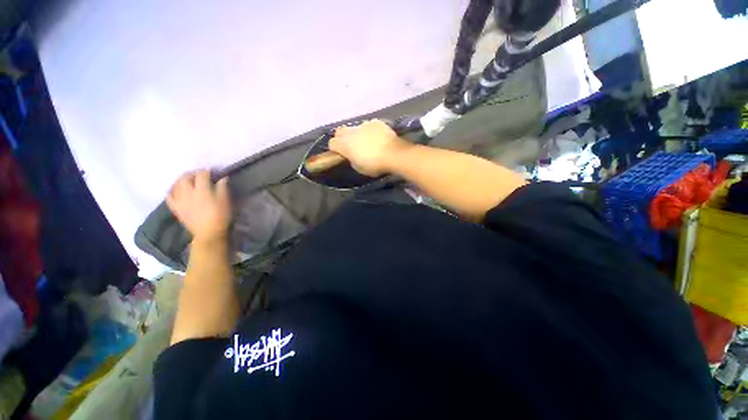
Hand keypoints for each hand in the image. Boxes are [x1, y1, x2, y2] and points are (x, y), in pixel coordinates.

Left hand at [167, 170, 230, 242]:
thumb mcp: (225, 201)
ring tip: (188, 180)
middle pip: (186, 177)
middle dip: (192, 173)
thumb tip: (222, 178)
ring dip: (182, 180)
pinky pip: (169, 196)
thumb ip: (222, 188)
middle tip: (199, 175)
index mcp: (202, 190)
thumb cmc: (220, 216)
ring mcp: (179, 200)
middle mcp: (188, 192)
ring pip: (176, 184)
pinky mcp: (175, 207)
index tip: (212, 171)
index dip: (207, 171)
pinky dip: (172, 190)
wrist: (208, 233)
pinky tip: (177, 190)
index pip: (202, 175)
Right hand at [329, 120, 410, 176]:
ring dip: (357, 134)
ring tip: (367, 142)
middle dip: (342, 138)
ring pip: (355, 128)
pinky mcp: (376, 122)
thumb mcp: (359, 168)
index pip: (332, 143)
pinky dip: (370, 131)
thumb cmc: (374, 165)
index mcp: (345, 144)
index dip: (335, 149)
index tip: (341, 154)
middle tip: (350, 146)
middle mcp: (351, 132)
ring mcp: (364, 125)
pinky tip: (378, 138)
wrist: (393, 154)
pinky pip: (369, 125)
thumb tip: (352, 156)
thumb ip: (352, 160)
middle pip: (339, 131)